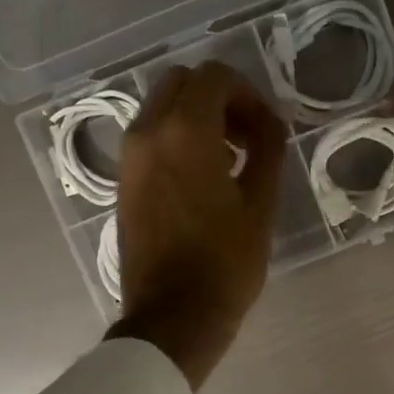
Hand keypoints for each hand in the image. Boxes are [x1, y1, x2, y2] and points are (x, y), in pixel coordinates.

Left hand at [107, 61, 285, 388]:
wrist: (172, 317)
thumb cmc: (224, 264)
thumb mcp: (260, 205)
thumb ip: (268, 149)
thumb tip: (270, 121)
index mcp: (185, 132)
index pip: (215, 76)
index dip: (248, 94)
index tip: (266, 130)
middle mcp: (148, 132)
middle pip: (182, 83)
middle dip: (219, 99)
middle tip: (246, 138)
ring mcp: (129, 157)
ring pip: (162, 108)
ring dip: (196, 118)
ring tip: (228, 161)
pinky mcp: (123, 181)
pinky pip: (150, 137)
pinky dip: (176, 139)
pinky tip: (202, 179)